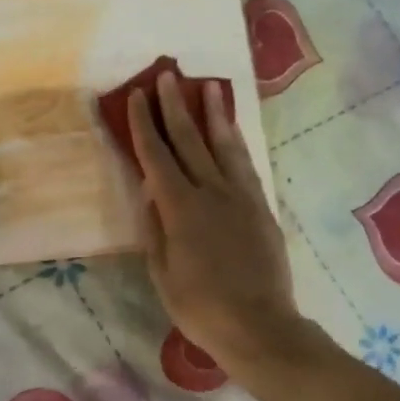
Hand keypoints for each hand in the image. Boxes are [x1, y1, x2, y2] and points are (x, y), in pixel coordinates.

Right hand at [128, 71, 302, 372]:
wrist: (259, 325)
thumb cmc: (201, 308)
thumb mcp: (163, 274)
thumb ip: (154, 228)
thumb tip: (148, 189)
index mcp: (180, 209)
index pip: (157, 156)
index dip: (145, 124)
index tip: (137, 95)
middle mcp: (211, 192)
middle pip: (190, 141)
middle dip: (175, 106)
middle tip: (167, 75)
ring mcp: (241, 197)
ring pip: (224, 146)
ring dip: (213, 114)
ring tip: (208, 86)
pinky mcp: (262, 208)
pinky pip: (245, 165)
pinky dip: (236, 143)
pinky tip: (232, 132)